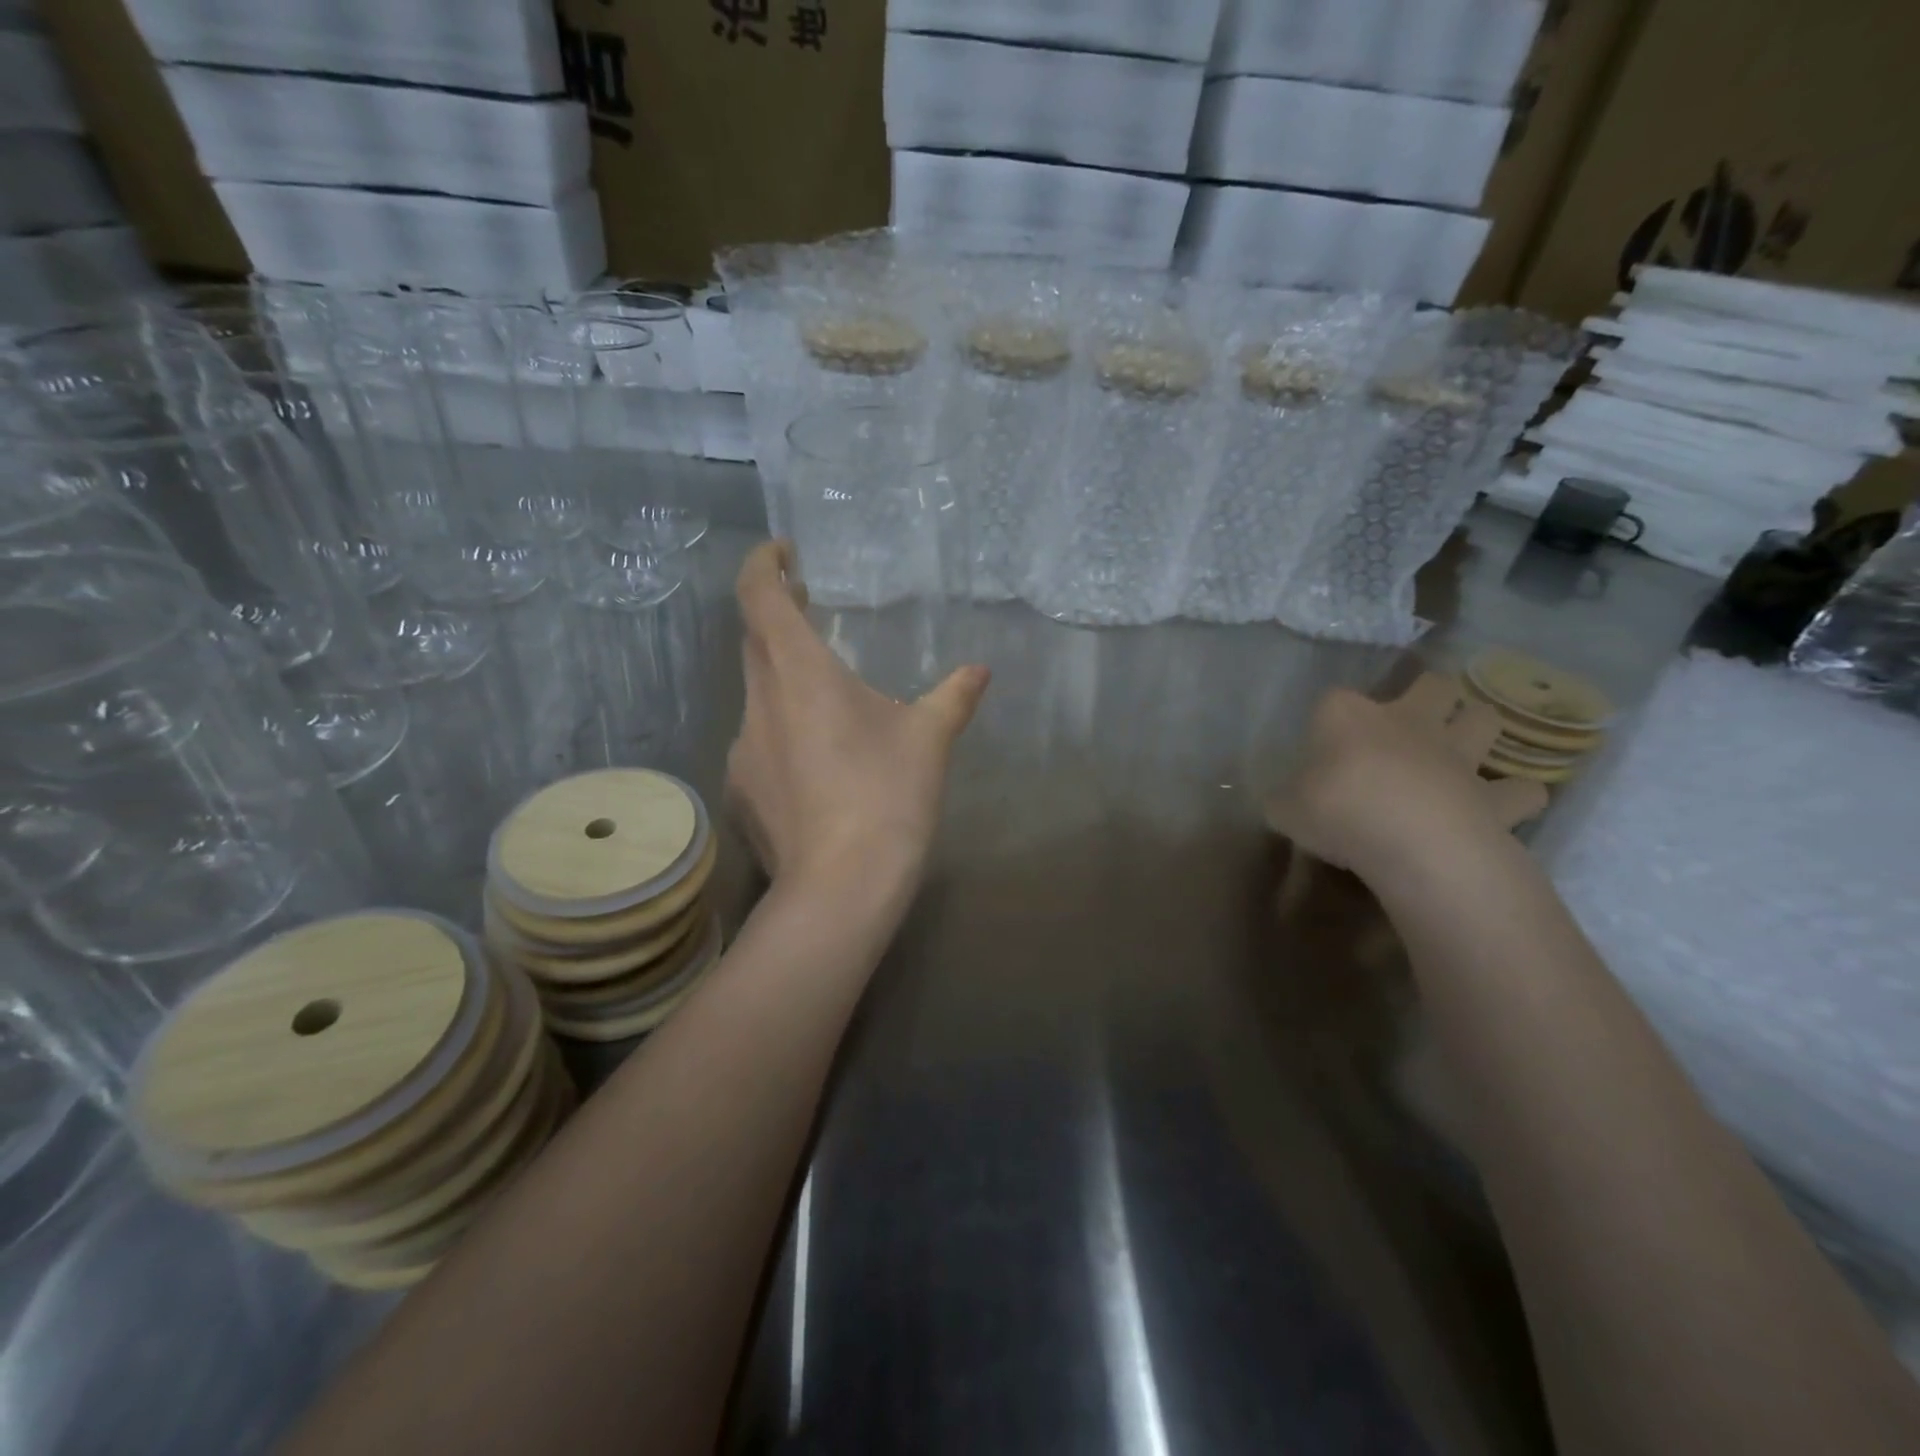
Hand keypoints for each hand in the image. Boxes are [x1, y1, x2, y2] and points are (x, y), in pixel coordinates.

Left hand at [726, 540, 989, 892]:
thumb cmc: (887, 797)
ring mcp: (742, 749)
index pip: (759, 595)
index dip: (764, 564)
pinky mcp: (742, 790)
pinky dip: (783, 733)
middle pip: (755, 641)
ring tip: (828, 701)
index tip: (784, 553)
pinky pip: (759, 744)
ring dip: (784, 681)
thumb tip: (979, 671)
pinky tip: (817, 765)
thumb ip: (953, 696)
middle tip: (812, 609)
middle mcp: (759, 702)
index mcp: (800, 673)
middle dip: (778, 616)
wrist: (841, 888)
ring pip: (758, 695)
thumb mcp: (929, 740)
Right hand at [1264, 672, 1545, 885]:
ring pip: (1485, 719)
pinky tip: (1500, 807)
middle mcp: (1407, 721)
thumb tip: (1287, 801)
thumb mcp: (1283, 808)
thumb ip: (1286, 798)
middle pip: (1433, 685)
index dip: (1328, 718)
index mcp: (1347, 716)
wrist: (1410, 839)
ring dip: (1477, 729)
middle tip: (1413, 723)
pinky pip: (1521, 790)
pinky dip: (1514, 796)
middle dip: (1429, 696)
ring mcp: (1457, 754)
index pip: (1332, 699)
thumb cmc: (1336, 811)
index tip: (1321, 745)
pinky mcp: (1494, 795)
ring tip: (1463, 751)